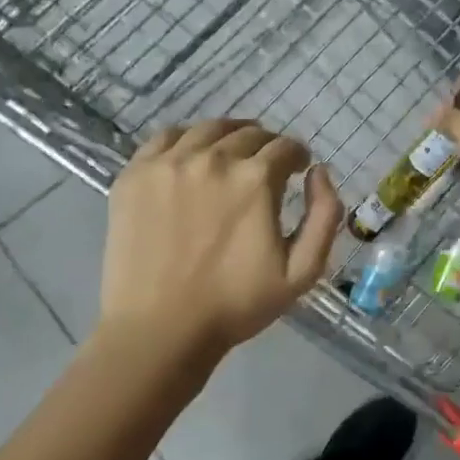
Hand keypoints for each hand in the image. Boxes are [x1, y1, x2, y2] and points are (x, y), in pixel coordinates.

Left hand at [99, 120, 342, 361]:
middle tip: (267, 167)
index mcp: (255, 180)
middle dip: (267, 146)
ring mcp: (169, 163)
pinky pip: (166, 137)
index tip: (297, 170)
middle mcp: (213, 159)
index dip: (297, 156)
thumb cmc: (236, 304)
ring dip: (230, 137)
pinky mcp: (135, 174)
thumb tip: (319, 172)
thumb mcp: (302, 271)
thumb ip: (325, 215)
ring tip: (231, 155)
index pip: (285, 147)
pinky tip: (192, 157)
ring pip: (209, 129)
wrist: (160, 329)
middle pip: (249, 133)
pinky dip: (187, 139)